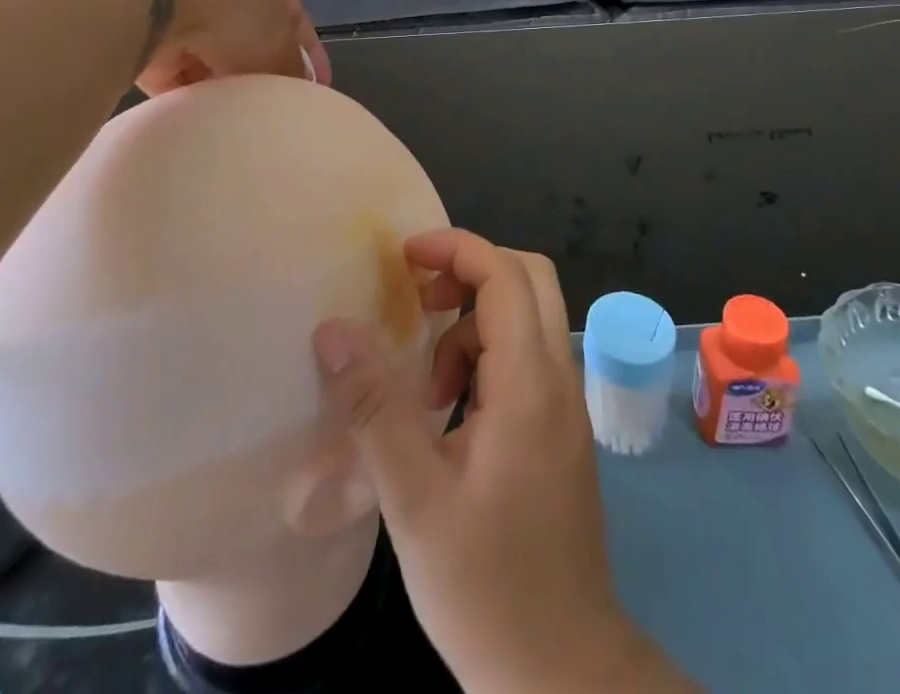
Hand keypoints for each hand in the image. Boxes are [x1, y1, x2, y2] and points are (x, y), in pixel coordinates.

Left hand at [114, 0, 329, 95]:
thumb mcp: (278, 43)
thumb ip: (291, 66)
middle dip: (258, 69)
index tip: (318, 86)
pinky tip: (196, 113)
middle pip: (246, 36)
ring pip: (207, 54)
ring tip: (233, 114)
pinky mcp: (141, 33)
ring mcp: (175, 6)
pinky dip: (183, 89)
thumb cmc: (232, 12)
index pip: (293, 16)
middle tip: (270, 104)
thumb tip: (299, 86)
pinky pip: (171, 70)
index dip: (308, 51)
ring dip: (219, 80)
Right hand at [314, 231, 687, 691]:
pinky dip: (486, 358)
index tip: (402, 258)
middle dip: (470, 271)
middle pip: (529, 279)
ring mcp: (565, 404)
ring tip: (427, 385)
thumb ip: (373, 409)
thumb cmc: (486, 588)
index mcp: (530, 384)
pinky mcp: (560, 429)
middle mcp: (559, 379)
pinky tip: (450, 413)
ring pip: (528, 317)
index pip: (505, 275)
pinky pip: (526, 358)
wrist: (563, 673)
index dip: (455, 248)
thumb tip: (333, 330)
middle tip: (417, 301)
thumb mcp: (414, 500)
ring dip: (474, 324)